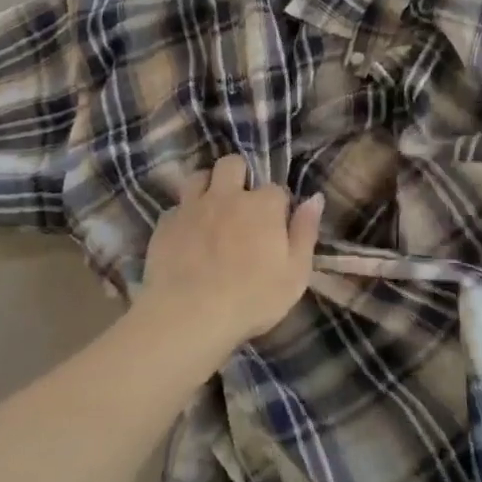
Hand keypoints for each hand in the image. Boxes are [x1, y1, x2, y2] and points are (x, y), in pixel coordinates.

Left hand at [139, 154, 322, 353]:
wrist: (188, 317)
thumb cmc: (251, 299)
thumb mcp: (295, 273)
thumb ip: (305, 232)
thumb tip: (315, 198)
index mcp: (263, 205)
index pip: (276, 189)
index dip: (277, 206)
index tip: (276, 225)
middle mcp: (228, 195)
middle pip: (232, 164)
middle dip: (239, 175)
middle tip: (240, 203)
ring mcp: (193, 207)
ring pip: (199, 176)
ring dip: (207, 186)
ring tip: (211, 208)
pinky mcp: (165, 224)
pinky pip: (175, 207)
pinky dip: (183, 215)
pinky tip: (186, 234)